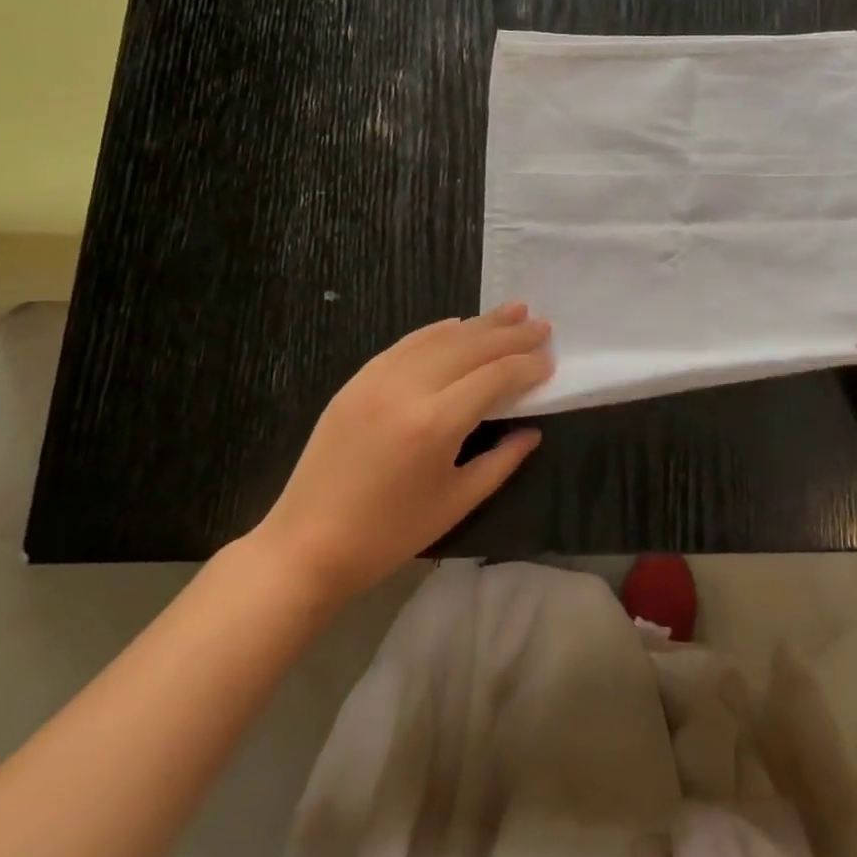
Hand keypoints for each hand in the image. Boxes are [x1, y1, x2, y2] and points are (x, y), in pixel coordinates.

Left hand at [252, 302, 552, 598]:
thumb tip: (532, 430)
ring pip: (440, 337)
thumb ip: (501, 462)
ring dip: (480, 323)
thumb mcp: (456, 503)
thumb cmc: (388, 535)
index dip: (526, 365)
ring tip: (513, 311)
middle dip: (511, 334)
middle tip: (542, 325)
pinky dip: (439, 330)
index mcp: (435, 423)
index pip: (494, 377)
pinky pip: (407, 343)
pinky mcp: (358, 380)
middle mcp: (408, 388)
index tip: (550, 359)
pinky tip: (460, 324)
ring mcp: (377, 379)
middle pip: (471, 347)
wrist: (305, 546)